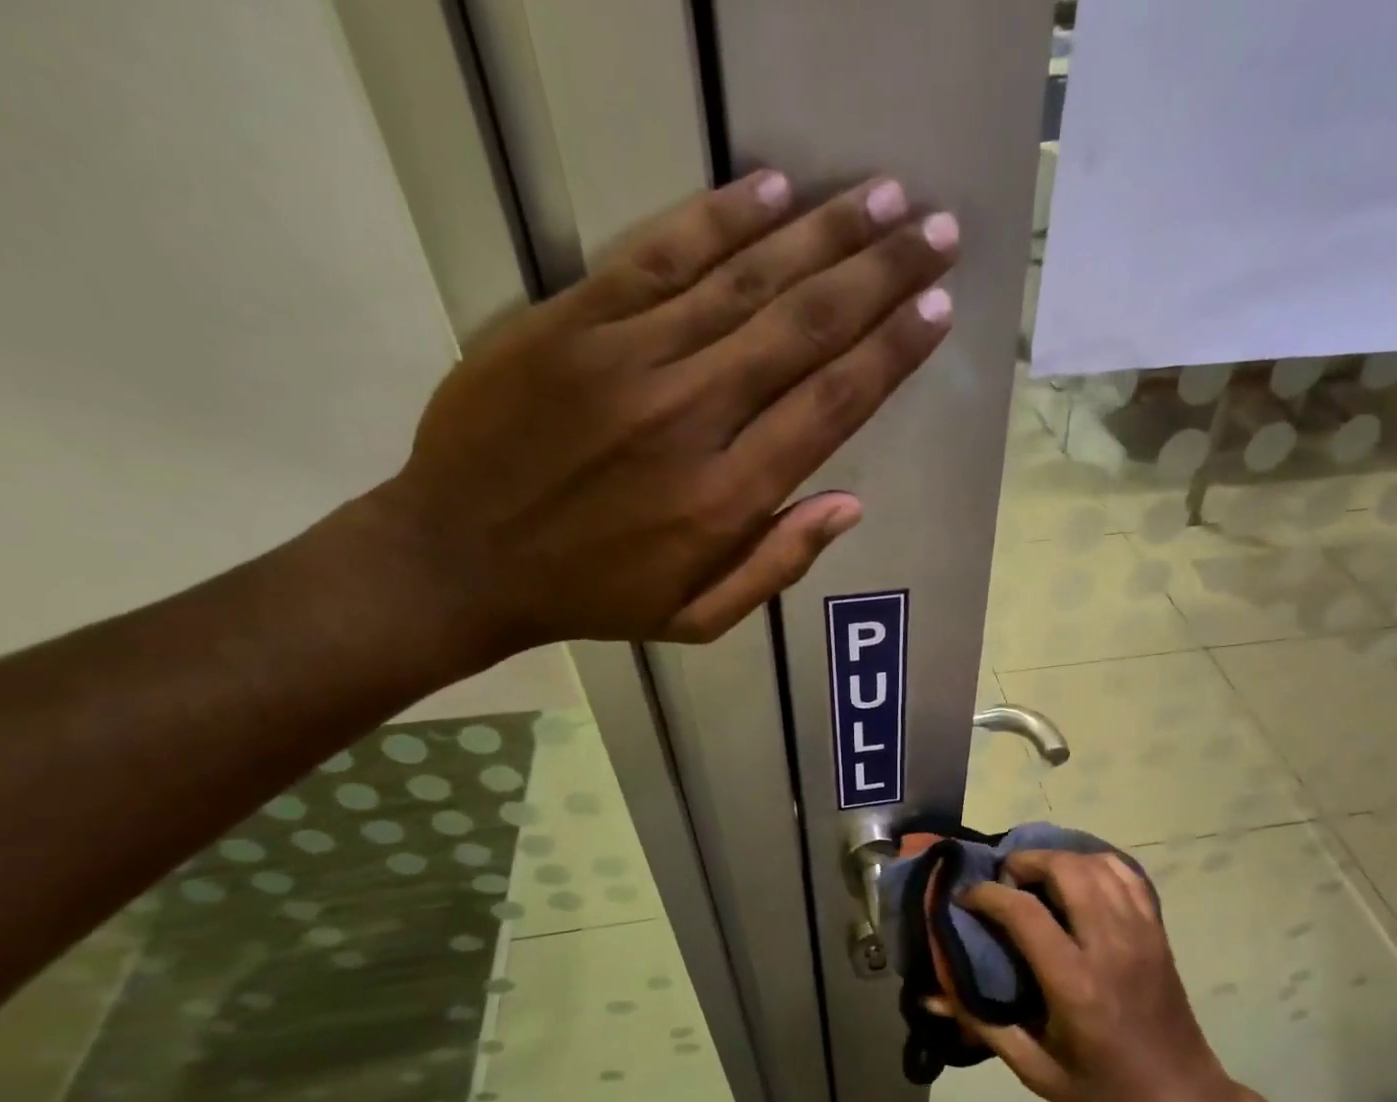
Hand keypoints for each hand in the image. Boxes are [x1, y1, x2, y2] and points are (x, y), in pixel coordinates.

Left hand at [357, 170, 957, 660]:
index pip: (829, 406)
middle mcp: (690, 417)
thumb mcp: (698, 618)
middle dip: (880, 274)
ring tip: (882, 197)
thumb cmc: (592, 598)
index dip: (890, 353)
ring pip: (743, 281)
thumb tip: (850, 503)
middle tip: (938, 231)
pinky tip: (772, 188)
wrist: (458, 559)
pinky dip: (718, 219)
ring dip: (821, 233)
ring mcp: (627, 361)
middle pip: (802, 329)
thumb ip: (778, 564)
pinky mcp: (570, 323)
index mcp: (726, 499)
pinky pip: (658, 257)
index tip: (936, 309)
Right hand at [951, 851, 1247, 1101]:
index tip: (964, 897)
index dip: (986, 894)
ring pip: (1097, 865)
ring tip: (1035, 878)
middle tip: (1003, 880)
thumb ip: (981, 1025)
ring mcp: (1140, 933)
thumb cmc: (1104, 1091)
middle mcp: (1109, 946)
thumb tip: (930, 997)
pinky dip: (1097, 864)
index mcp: (1075, 983)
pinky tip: (1078, 878)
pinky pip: (1128, 876)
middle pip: (1065, 870)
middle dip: (1025, 862)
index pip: (1023, 911)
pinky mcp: (1157, 932)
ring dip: (1059, 859)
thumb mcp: (1035, 1070)